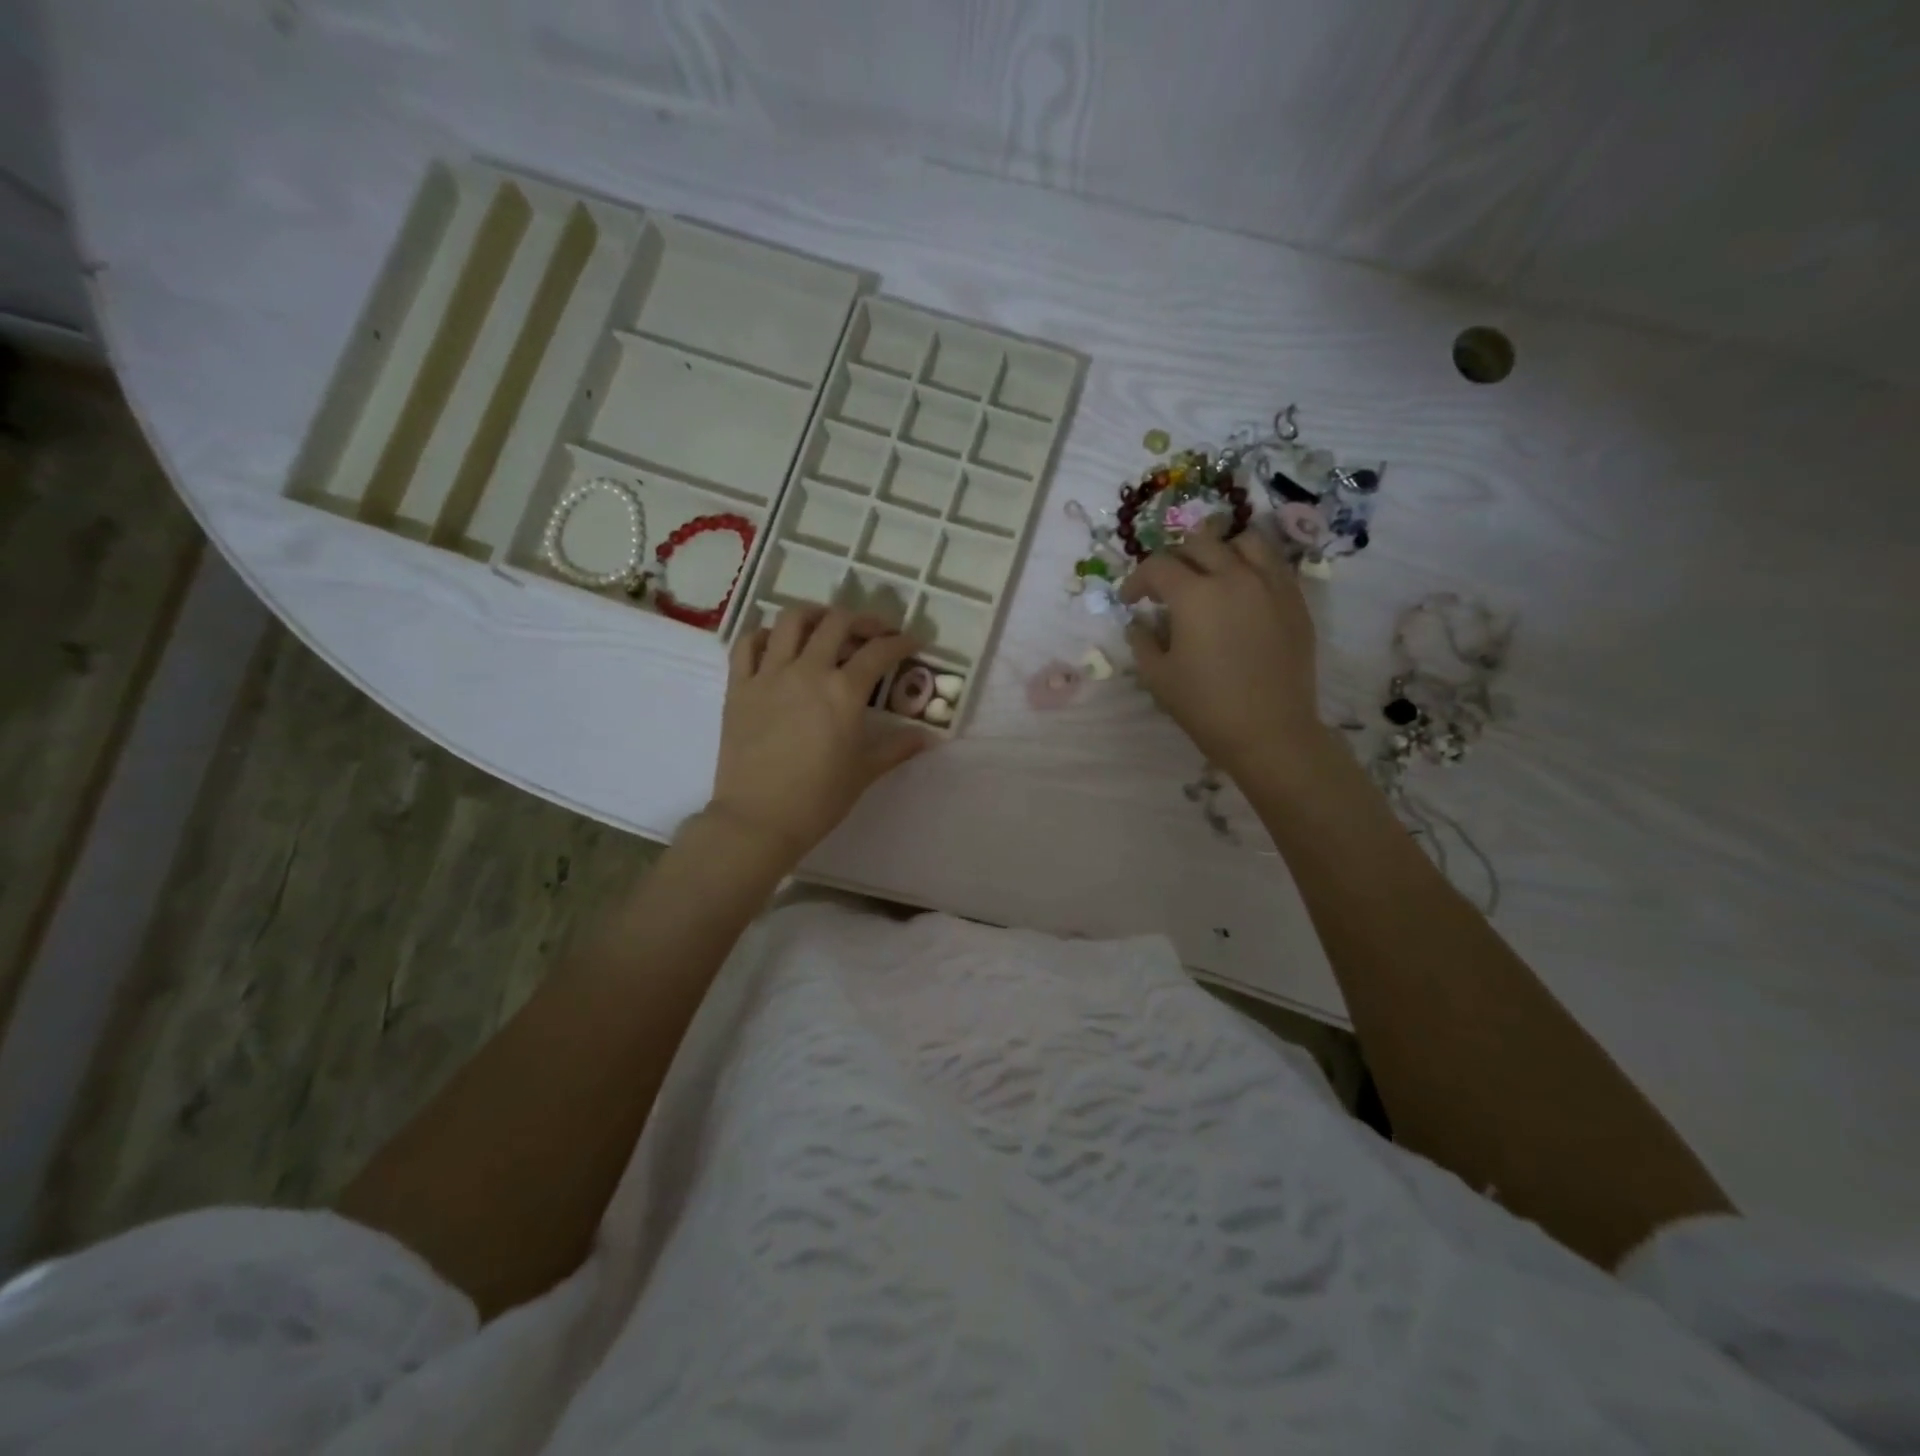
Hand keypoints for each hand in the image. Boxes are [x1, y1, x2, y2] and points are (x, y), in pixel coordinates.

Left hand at [706, 606, 932, 868]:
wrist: (758, 819)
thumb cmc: (818, 799)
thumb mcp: (865, 772)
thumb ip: (898, 748)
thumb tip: (929, 737)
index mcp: (844, 692)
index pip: (879, 652)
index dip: (901, 642)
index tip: (912, 643)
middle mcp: (808, 671)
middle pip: (837, 623)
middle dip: (862, 620)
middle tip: (873, 633)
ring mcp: (769, 675)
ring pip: (791, 620)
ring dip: (815, 614)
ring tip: (826, 626)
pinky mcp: (738, 686)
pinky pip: (747, 644)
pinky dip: (765, 635)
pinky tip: (778, 644)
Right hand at [1121, 523, 1321, 775]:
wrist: (1270, 732)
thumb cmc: (1206, 706)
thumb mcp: (1158, 677)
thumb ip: (1142, 641)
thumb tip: (1139, 622)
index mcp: (1194, 594)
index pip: (1158, 566)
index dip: (1138, 580)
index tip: (1131, 601)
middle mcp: (1234, 576)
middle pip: (1199, 543)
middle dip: (1175, 560)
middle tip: (1167, 587)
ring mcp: (1271, 584)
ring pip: (1244, 542)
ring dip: (1220, 551)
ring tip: (1211, 575)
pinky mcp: (1295, 600)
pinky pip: (1274, 564)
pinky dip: (1252, 566)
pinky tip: (1243, 592)